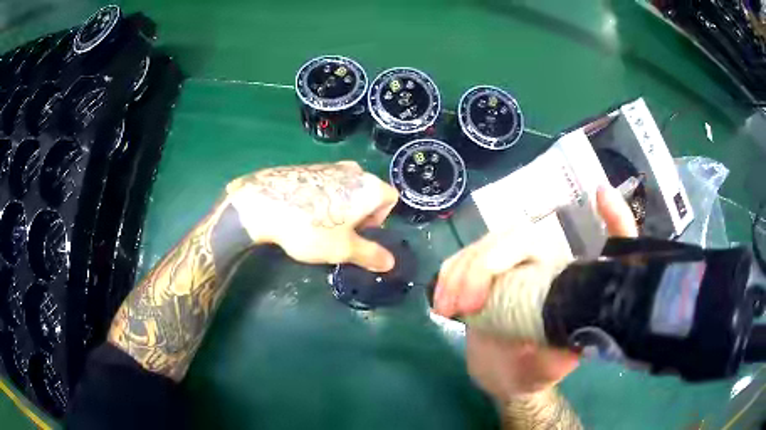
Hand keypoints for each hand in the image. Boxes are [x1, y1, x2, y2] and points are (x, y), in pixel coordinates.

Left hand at [225, 161, 398, 271]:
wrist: (263, 203)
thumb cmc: (310, 228)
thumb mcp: (343, 249)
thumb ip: (370, 255)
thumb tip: (390, 263)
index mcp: (369, 186)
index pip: (390, 199)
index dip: (380, 220)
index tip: (359, 233)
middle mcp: (354, 170)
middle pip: (368, 193)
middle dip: (360, 214)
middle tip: (340, 233)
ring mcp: (329, 165)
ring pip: (346, 188)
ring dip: (341, 207)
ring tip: (319, 224)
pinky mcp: (308, 166)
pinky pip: (326, 183)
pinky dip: (323, 198)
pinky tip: (304, 213)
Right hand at [435, 186, 637, 398]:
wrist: (502, 378)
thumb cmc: (534, 371)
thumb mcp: (552, 368)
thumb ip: (559, 358)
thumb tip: (568, 341)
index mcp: (565, 281)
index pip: (590, 243)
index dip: (612, 218)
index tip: (601, 196)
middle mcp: (542, 264)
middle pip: (518, 237)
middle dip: (488, 262)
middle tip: (468, 304)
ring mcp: (509, 267)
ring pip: (484, 244)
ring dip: (461, 271)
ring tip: (448, 308)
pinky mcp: (480, 275)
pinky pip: (461, 260)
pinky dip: (448, 275)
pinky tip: (443, 302)